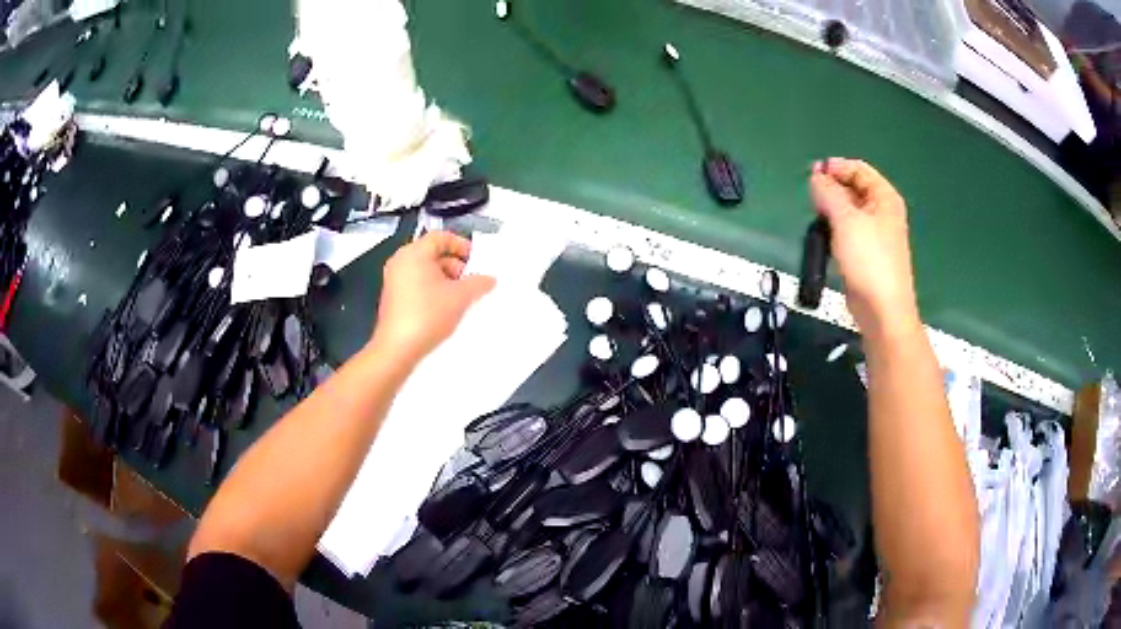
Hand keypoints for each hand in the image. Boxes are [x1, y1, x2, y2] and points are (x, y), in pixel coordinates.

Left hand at [370, 231, 495, 361]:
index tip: (476, 260)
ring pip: (426, 269)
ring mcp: (394, 279)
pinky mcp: (393, 296)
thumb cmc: (427, 315)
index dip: (462, 245)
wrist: (397, 349)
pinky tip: (445, 307)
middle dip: (455, 265)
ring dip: (446, 279)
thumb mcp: (460, 297)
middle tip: (471, 281)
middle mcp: (401, 261)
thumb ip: (478, 283)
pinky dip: (433, 289)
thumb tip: (489, 279)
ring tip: (461, 297)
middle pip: (433, 252)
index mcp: (414, 253)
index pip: (441, 237)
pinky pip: (417, 283)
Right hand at [809, 158, 919, 337]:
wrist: (882, 310)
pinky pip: (849, 230)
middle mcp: (883, 211)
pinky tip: (826, 238)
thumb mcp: (845, 219)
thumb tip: (816, 177)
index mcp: (884, 197)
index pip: (857, 169)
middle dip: (831, 188)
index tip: (811, 176)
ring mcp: (876, 233)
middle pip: (854, 187)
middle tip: (812, 200)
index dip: (835, 167)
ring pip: (849, 210)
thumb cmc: (868, 260)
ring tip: (817, 219)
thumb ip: (828, 193)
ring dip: (831, 210)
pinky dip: (836, 229)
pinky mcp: (868, 253)